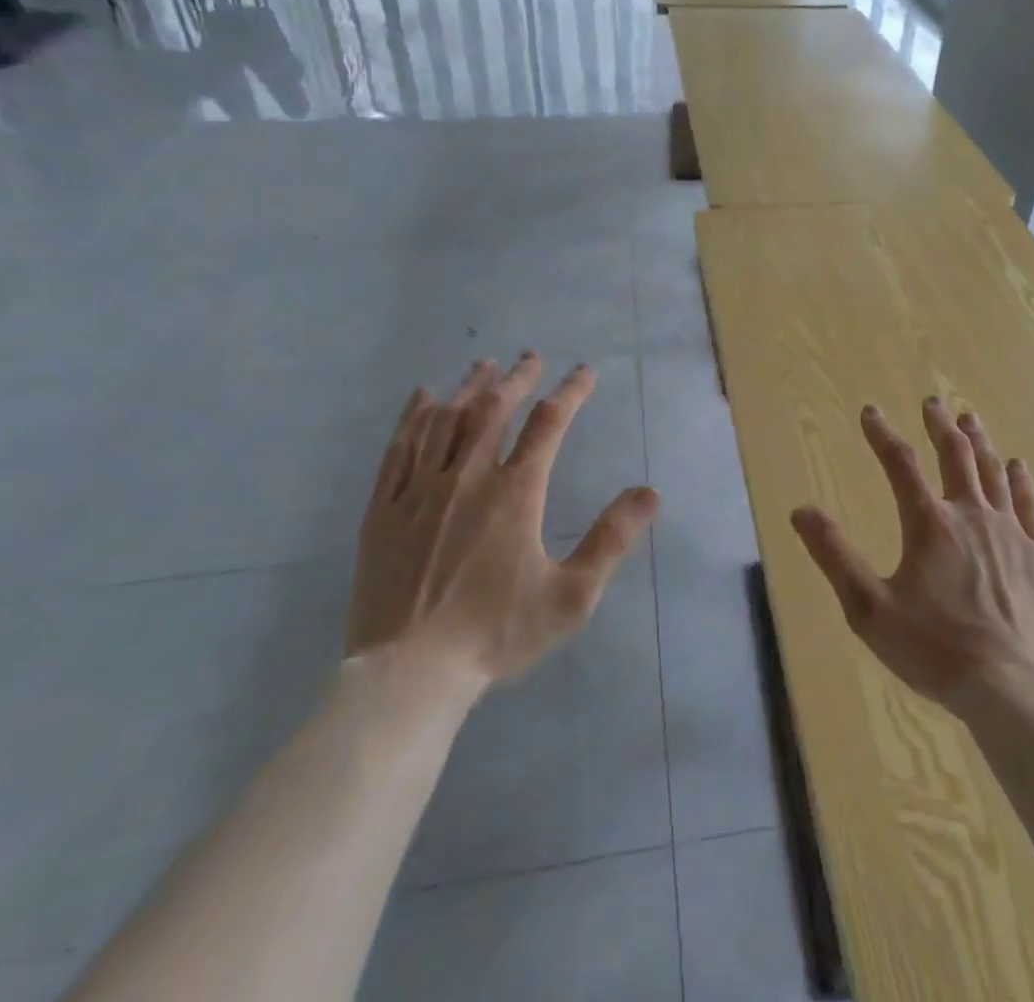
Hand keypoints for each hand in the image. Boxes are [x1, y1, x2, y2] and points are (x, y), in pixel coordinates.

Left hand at [346, 353, 658, 693]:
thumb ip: (611, 541)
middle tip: (530, 358)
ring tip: (484, 366)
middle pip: (493, 410)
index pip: (549, 424)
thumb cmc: (495, 635)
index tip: (584, 373)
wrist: (408, 674)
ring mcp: (419, 491)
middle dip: (516, 379)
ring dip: (468, 388)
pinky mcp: (383, 510)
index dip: (570, 392)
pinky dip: (413, 417)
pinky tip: (423, 398)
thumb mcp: (571, 597)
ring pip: (445, 421)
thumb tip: (650, 493)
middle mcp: (467, 478)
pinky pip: (398, 449)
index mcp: (515, 493)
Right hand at [792, 399, 1033, 719]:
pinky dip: (1021, 481)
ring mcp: (1010, 533)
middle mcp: (971, 515)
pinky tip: (1018, 465)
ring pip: (993, 472)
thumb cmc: (935, 649)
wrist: (1013, 688)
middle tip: (932, 403)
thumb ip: (834, 556)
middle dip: (940, 426)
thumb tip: (801, 511)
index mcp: (929, 524)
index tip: (870, 412)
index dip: (882, 434)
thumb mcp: (869, 608)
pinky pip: (1029, 505)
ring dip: (979, 442)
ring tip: (969, 418)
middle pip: (955, 455)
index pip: (900, 463)